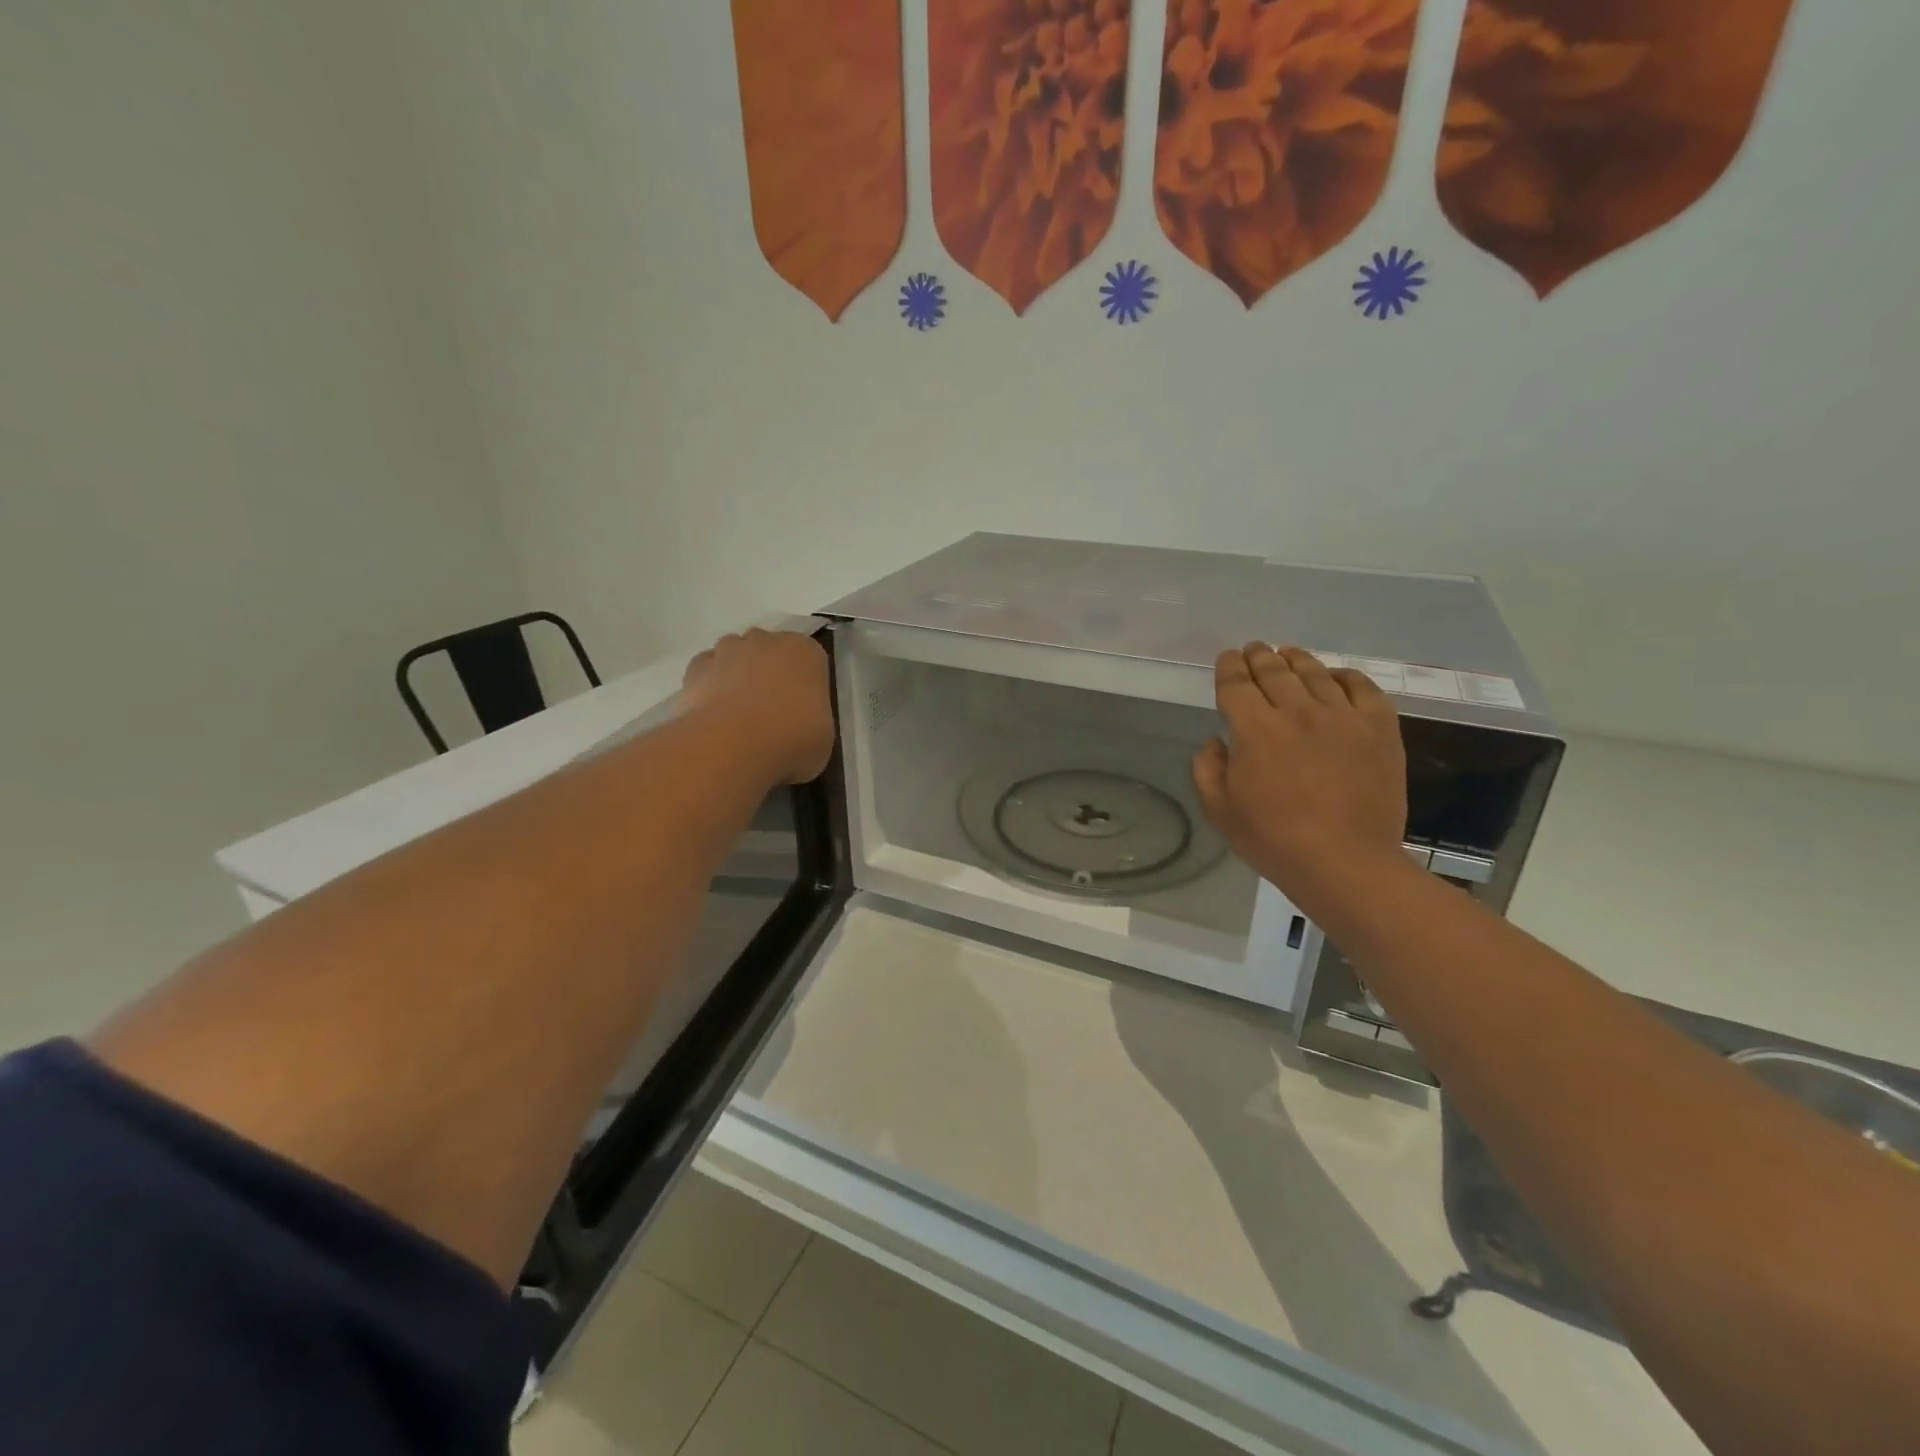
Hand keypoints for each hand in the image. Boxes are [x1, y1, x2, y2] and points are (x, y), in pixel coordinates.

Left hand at [682, 629, 834, 783]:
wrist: (732, 746)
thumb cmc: (792, 739)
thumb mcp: (822, 738)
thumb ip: (811, 721)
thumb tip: (798, 729)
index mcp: (805, 652)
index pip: (810, 659)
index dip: (804, 684)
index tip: (802, 709)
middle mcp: (767, 641)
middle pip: (769, 650)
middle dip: (768, 672)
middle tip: (771, 712)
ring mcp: (727, 651)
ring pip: (734, 655)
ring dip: (737, 675)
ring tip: (738, 715)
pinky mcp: (695, 668)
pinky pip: (706, 672)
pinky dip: (709, 687)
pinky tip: (713, 716)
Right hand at [1192, 644, 1409, 910]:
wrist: (1344, 861)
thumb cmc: (1272, 839)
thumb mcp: (1219, 809)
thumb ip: (1207, 768)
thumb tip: (1216, 742)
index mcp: (1254, 728)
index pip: (1236, 683)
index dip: (1229, 666)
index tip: (1227, 658)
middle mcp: (1297, 710)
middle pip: (1274, 670)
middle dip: (1259, 656)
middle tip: (1254, 649)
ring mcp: (1342, 716)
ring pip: (1315, 672)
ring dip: (1296, 659)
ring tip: (1288, 654)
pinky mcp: (1378, 728)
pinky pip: (1362, 687)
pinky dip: (1345, 676)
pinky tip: (1335, 678)